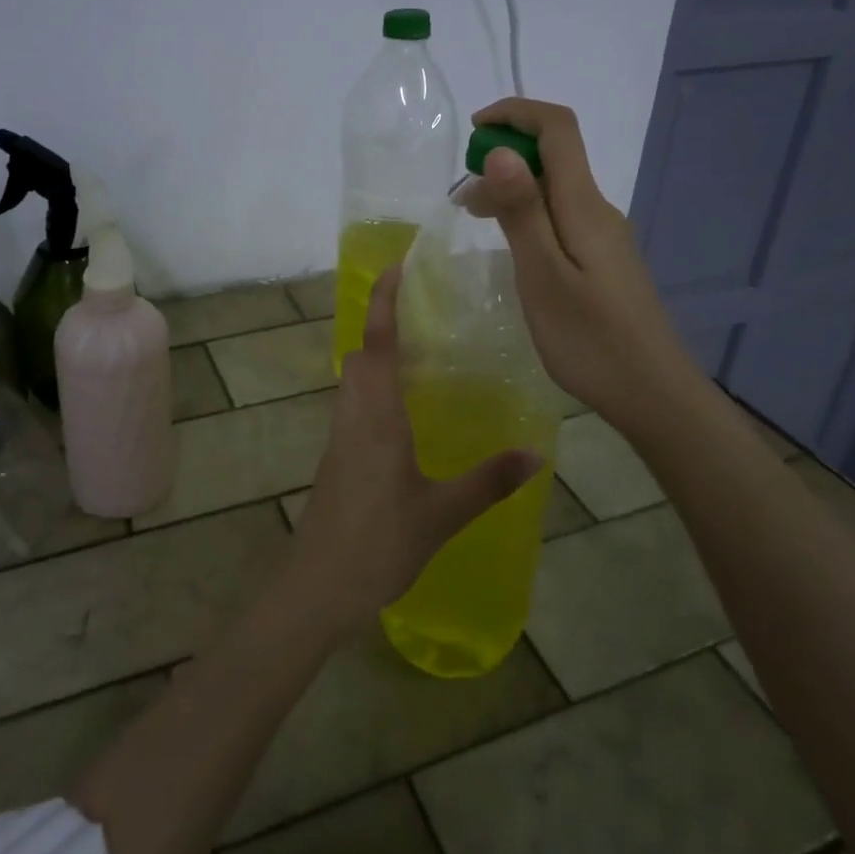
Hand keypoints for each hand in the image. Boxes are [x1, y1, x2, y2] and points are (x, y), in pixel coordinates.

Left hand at [289, 266, 540, 631]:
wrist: (318, 586)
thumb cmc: (377, 544)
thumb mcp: (441, 514)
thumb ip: (488, 482)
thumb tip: (537, 453)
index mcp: (376, 418)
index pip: (375, 344)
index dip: (382, 302)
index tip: (395, 267)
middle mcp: (352, 416)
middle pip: (359, 355)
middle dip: (382, 326)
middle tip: (423, 317)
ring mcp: (339, 438)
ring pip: (352, 381)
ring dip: (377, 358)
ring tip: (421, 358)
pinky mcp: (336, 459)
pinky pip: (354, 406)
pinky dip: (374, 390)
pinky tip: (405, 416)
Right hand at [462, 97, 698, 425]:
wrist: (653, 395)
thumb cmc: (590, 340)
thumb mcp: (543, 276)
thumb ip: (522, 212)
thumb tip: (500, 150)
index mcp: (584, 207)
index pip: (558, 129)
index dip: (516, 113)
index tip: (473, 129)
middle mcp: (598, 210)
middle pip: (555, 156)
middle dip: (505, 155)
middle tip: (462, 196)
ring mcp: (604, 237)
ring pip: (555, 190)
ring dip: (513, 188)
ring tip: (474, 218)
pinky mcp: (603, 260)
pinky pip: (561, 218)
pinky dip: (528, 215)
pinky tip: (511, 247)